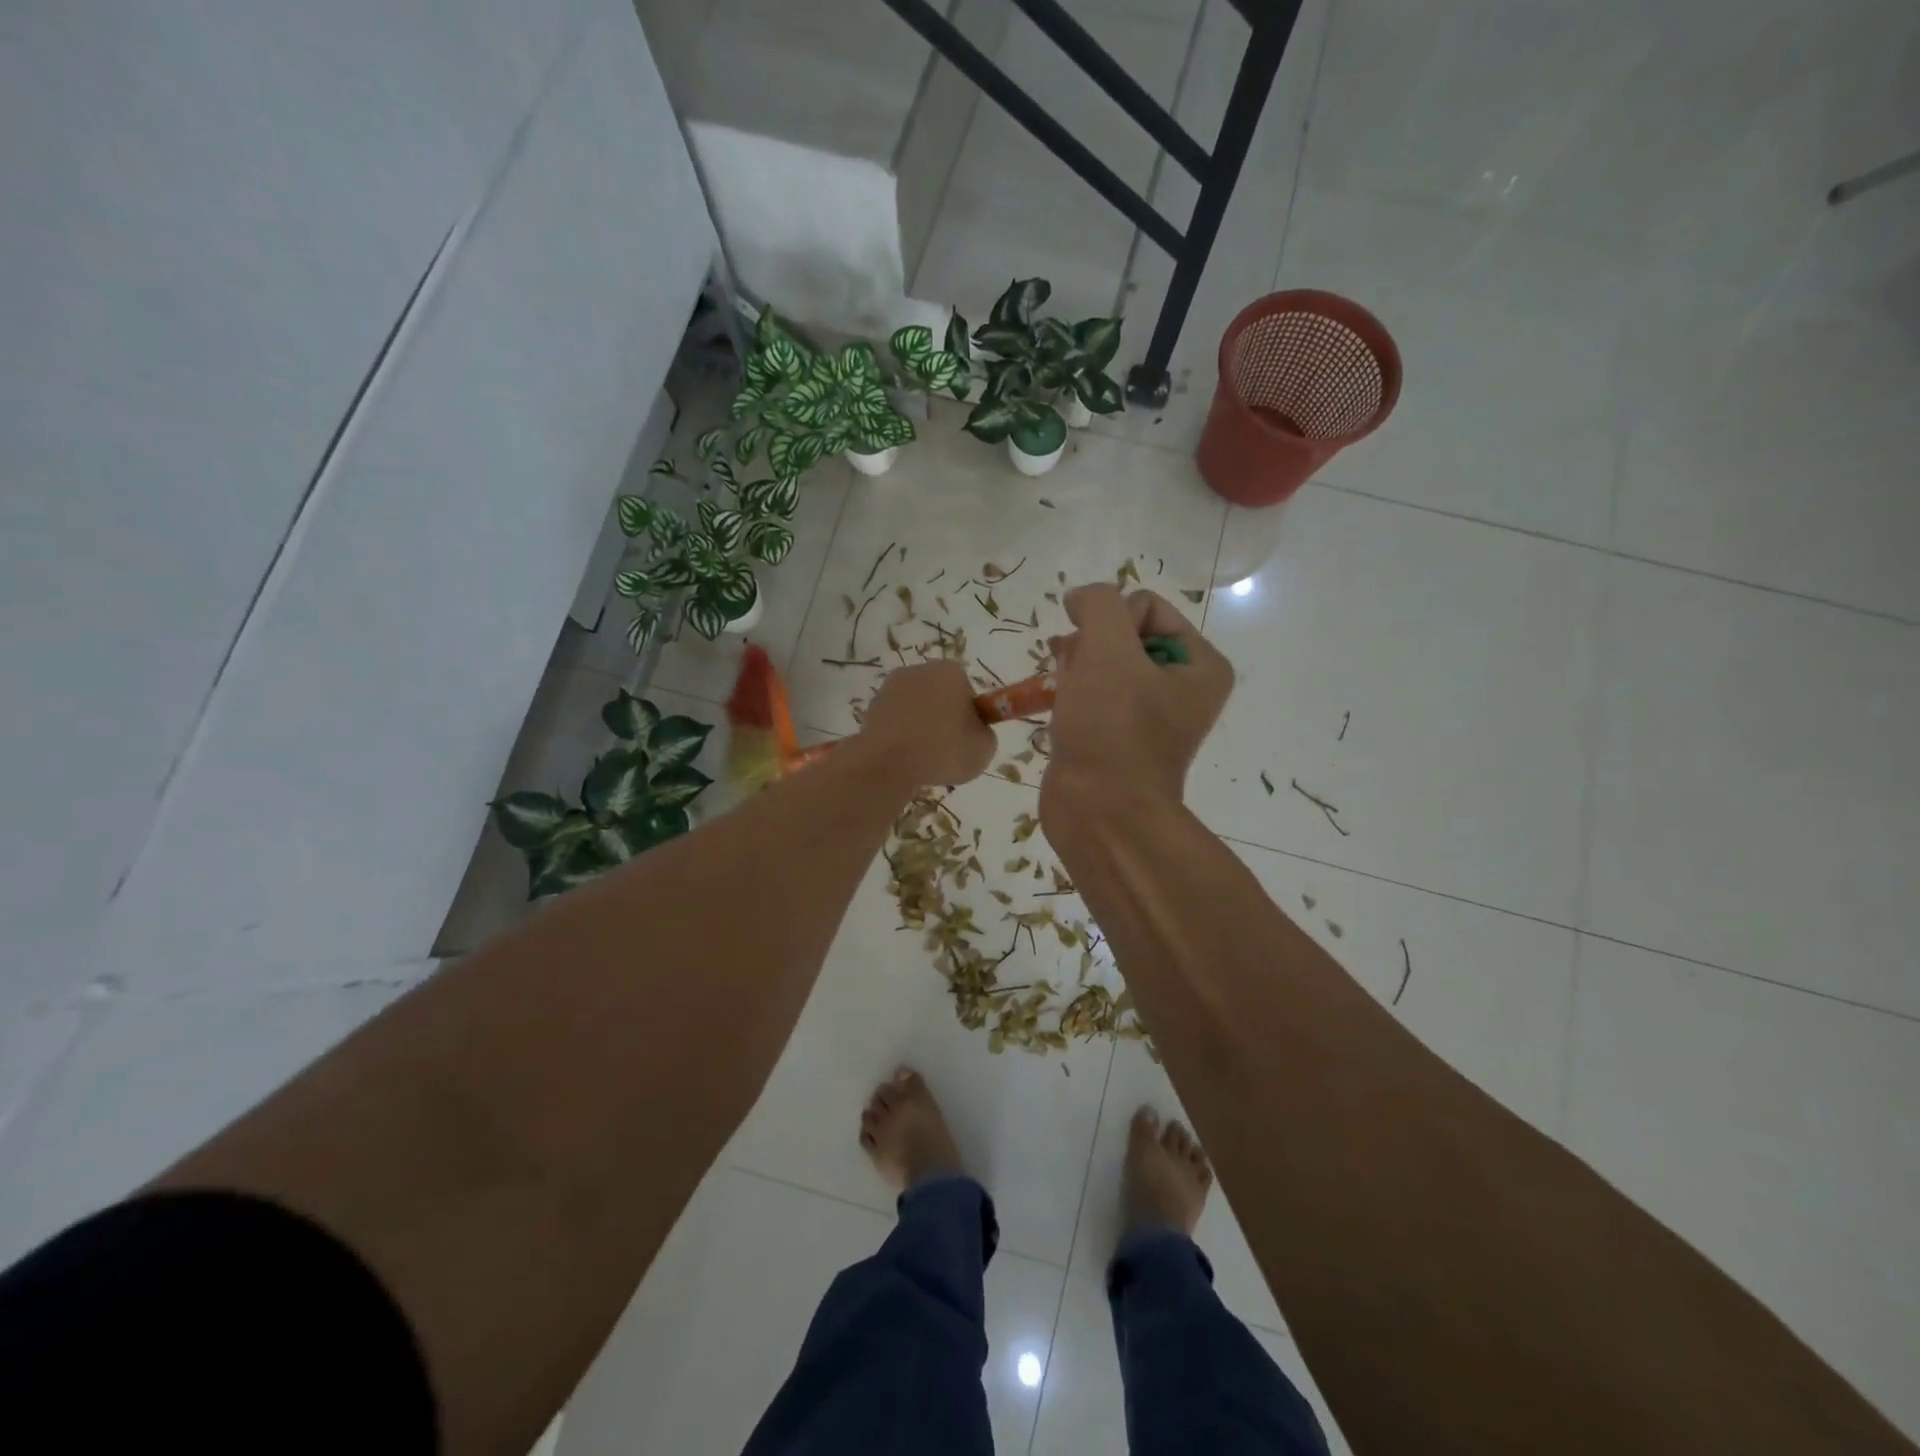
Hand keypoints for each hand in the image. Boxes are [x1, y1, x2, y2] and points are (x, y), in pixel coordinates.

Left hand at [859, 660, 996, 788]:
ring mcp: (890, 688)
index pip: (966, 688)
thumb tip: (974, 732)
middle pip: (939, 694)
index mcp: (949, 671)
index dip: (969, 713)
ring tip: (923, 758)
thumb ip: (984, 733)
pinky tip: (903, 757)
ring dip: (920, 726)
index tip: (966, 736)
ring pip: (915, 708)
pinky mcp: (870, 708)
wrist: (887, 764)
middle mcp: (918, 671)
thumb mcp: (984, 748)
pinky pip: (895, 721)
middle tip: (947, 748)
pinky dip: (900, 735)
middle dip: (943, 716)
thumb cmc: (943, 750)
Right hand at [1040, 585, 1233, 819]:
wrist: (1099, 811)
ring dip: (1077, 663)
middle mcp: (1182, 687)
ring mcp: (1149, 714)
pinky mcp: (1117, 735)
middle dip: (1092, 643)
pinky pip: (1093, 692)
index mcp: (1201, 665)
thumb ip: (1098, 604)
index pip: (1146, 606)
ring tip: (1062, 685)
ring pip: (1104, 662)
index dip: (1111, 621)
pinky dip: (1073, 689)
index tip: (1094, 653)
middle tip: (1075, 669)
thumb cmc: (1112, 728)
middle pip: (1125, 633)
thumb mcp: (1108, 648)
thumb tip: (1081, 598)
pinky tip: (1055, 700)